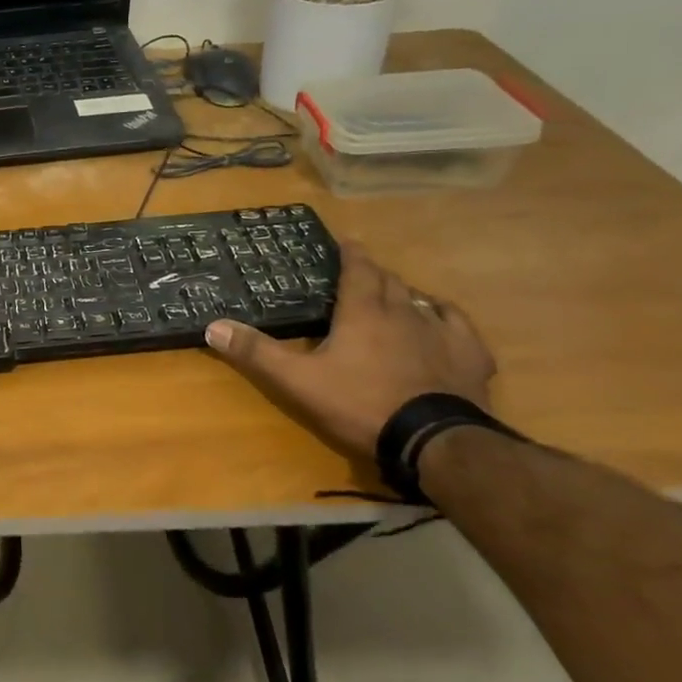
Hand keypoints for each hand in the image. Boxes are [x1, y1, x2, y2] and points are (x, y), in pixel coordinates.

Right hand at [203, 242, 495, 460]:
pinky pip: (458, 325)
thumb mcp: (299, 381)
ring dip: (404, 294)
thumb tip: (213, 326)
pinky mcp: (469, 356)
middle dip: (374, 273)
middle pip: (389, 281)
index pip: (358, 270)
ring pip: (421, 300)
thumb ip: (257, 353)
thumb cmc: (361, 404)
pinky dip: (445, 317)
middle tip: (360, 273)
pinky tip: (442, 321)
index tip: (345, 242)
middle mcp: (405, 312)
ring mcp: (442, 332)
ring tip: (394, 297)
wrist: (434, 439)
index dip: (350, 253)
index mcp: (364, 312)